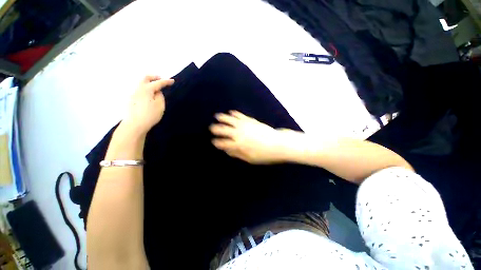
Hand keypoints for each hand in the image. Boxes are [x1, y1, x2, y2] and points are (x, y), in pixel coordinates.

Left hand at [122, 76, 173, 134]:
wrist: (135, 124)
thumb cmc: (150, 115)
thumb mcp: (160, 105)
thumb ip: (160, 96)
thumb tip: (157, 92)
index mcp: (147, 89)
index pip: (158, 83)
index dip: (166, 81)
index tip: (172, 81)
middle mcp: (138, 89)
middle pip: (145, 78)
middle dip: (154, 77)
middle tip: (161, 79)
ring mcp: (133, 94)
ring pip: (141, 84)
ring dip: (149, 83)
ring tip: (156, 88)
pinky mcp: (131, 100)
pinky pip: (139, 90)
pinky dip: (146, 89)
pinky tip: (149, 96)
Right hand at [210, 111, 299, 163]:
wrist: (278, 143)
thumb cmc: (264, 154)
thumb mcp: (250, 159)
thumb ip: (237, 154)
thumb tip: (227, 150)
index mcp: (238, 144)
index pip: (223, 143)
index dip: (217, 142)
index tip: (213, 142)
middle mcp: (239, 133)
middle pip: (223, 130)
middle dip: (216, 129)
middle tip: (211, 128)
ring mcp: (245, 125)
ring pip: (230, 120)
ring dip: (222, 118)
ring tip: (217, 116)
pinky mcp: (251, 120)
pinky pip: (240, 115)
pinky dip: (234, 114)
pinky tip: (231, 112)